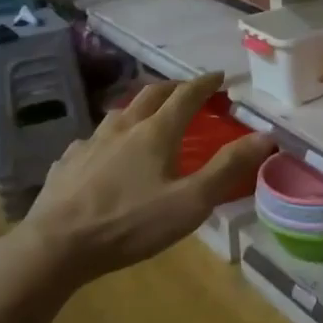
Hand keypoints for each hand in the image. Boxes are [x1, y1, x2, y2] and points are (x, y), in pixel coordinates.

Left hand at [20, 73, 274, 282]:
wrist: (56, 245)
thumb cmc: (130, 223)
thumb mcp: (190, 202)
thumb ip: (227, 168)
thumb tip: (265, 135)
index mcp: (155, 132)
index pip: (186, 96)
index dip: (205, 84)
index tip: (220, 76)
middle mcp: (122, 127)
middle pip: (151, 94)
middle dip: (173, 87)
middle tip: (188, 90)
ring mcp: (90, 142)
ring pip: (119, 113)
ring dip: (139, 107)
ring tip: (148, 115)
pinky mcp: (68, 162)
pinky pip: (92, 139)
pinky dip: (108, 137)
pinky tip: (104, 151)